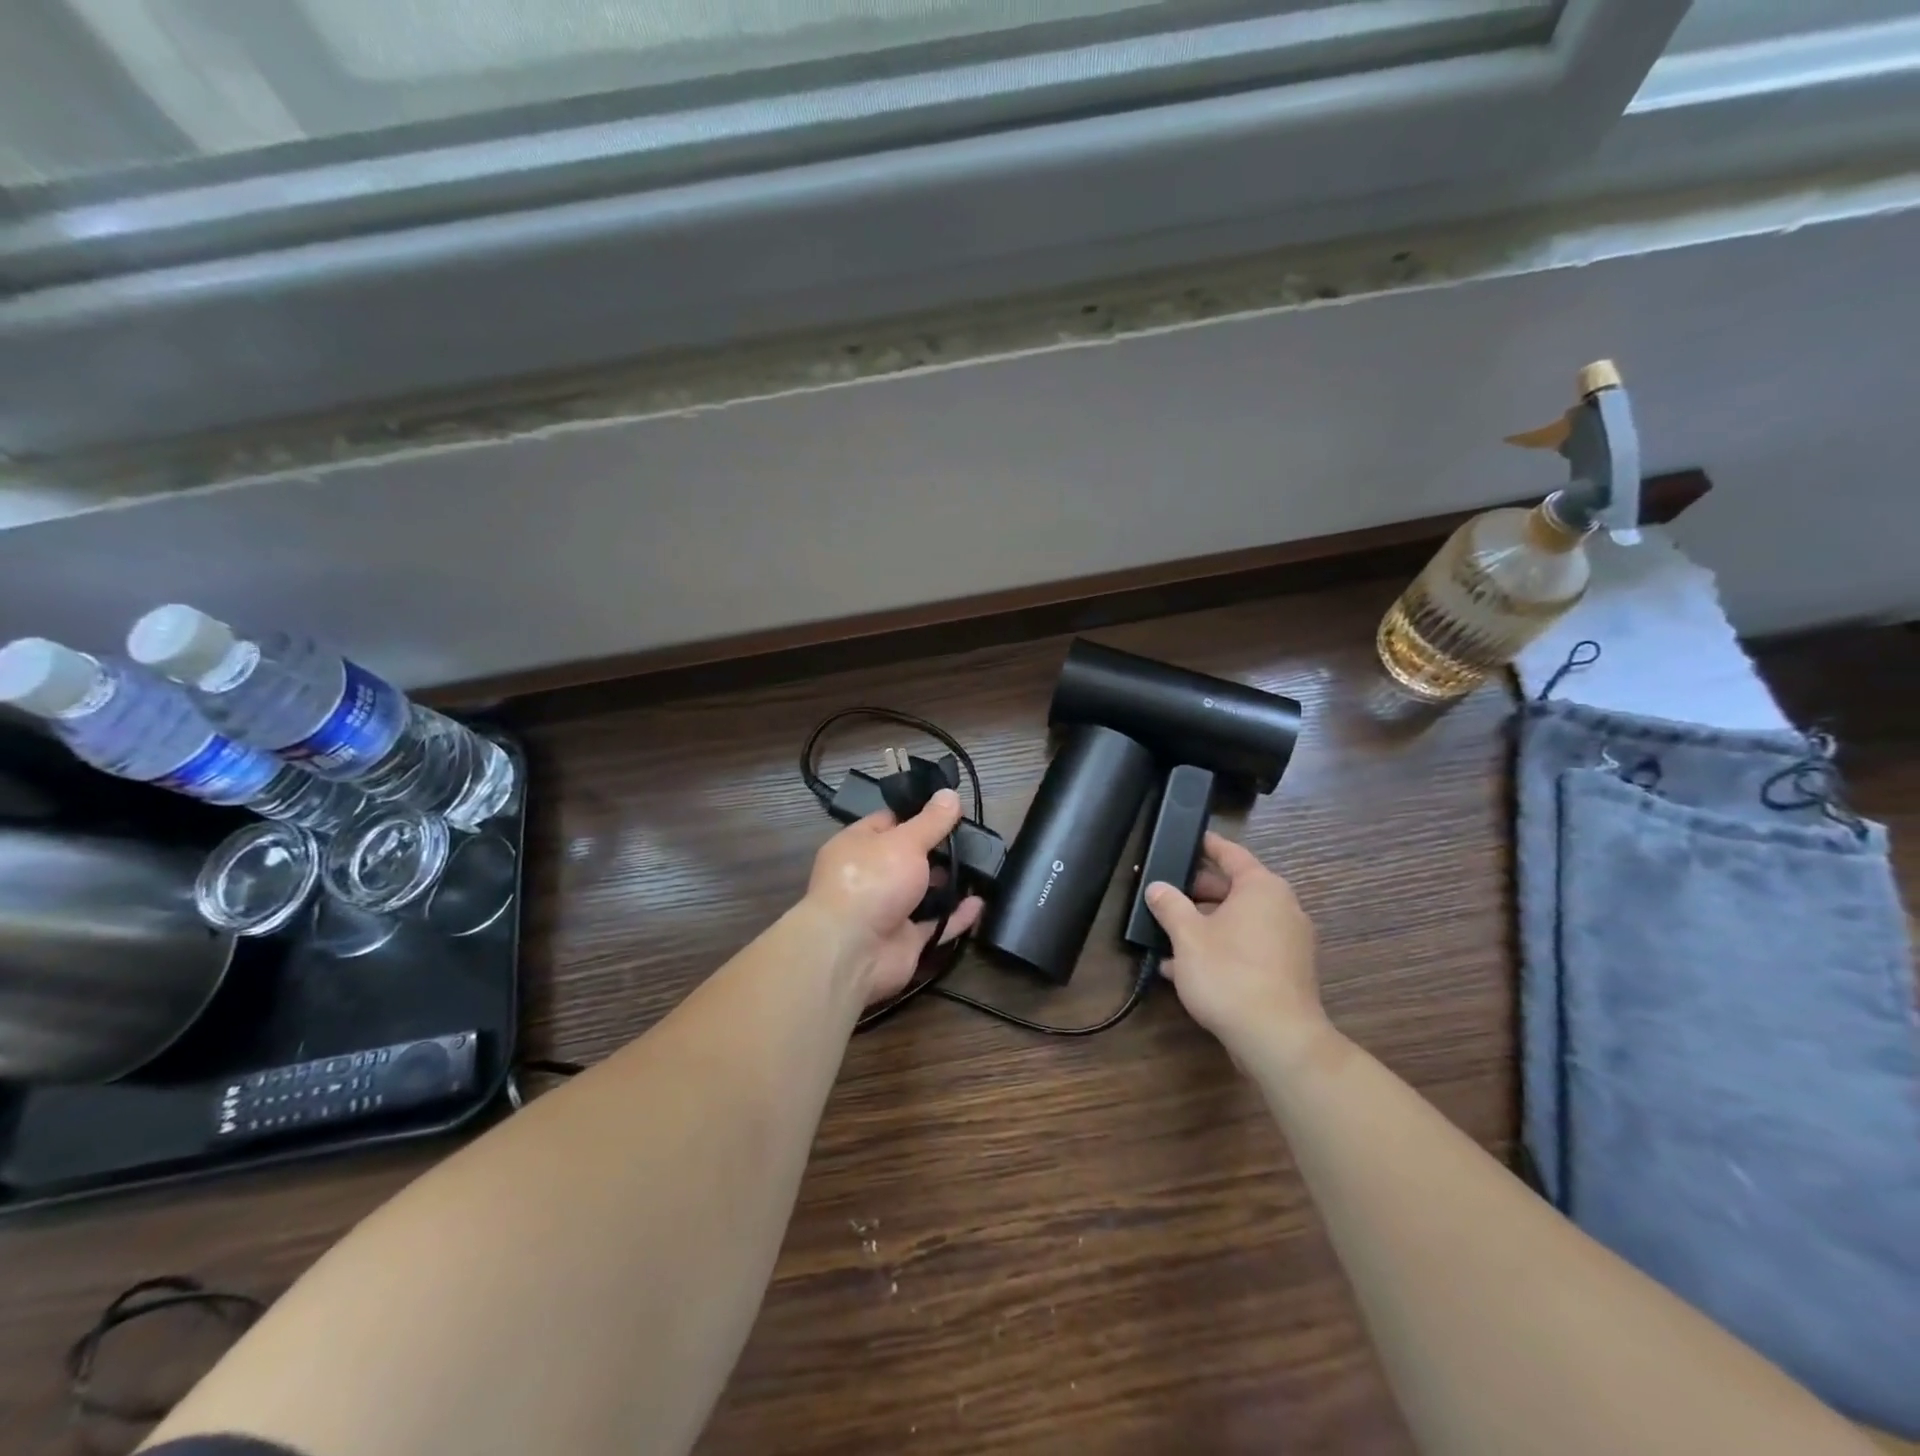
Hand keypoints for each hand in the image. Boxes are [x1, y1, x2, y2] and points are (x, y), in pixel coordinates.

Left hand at [803, 788, 983, 1004]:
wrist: (853, 951)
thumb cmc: (872, 881)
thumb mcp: (905, 841)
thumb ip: (931, 821)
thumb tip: (950, 794)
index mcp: (858, 845)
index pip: (889, 821)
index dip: (919, 814)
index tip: (951, 809)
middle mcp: (870, 876)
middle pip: (908, 858)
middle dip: (938, 851)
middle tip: (973, 839)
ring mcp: (886, 910)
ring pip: (923, 893)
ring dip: (949, 884)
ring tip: (983, 868)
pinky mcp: (904, 941)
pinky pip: (936, 925)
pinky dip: (957, 917)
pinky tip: (980, 904)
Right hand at [1145, 832, 1326, 1065]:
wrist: (1277, 1039)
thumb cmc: (1229, 973)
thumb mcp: (1187, 936)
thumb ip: (1169, 906)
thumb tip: (1157, 887)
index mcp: (1262, 889)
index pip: (1231, 854)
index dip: (1207, 845)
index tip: (1187, 839)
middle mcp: (1282, 908)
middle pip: (1233, 889)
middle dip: (1195, 894)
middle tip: (1163, 894)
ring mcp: (1288, 943)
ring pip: (1237, 922)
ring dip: (1203, 927)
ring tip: (1165, 937)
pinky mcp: (1285, 973)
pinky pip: (1247, 949)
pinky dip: (1219, 950)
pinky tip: (1183, 969)